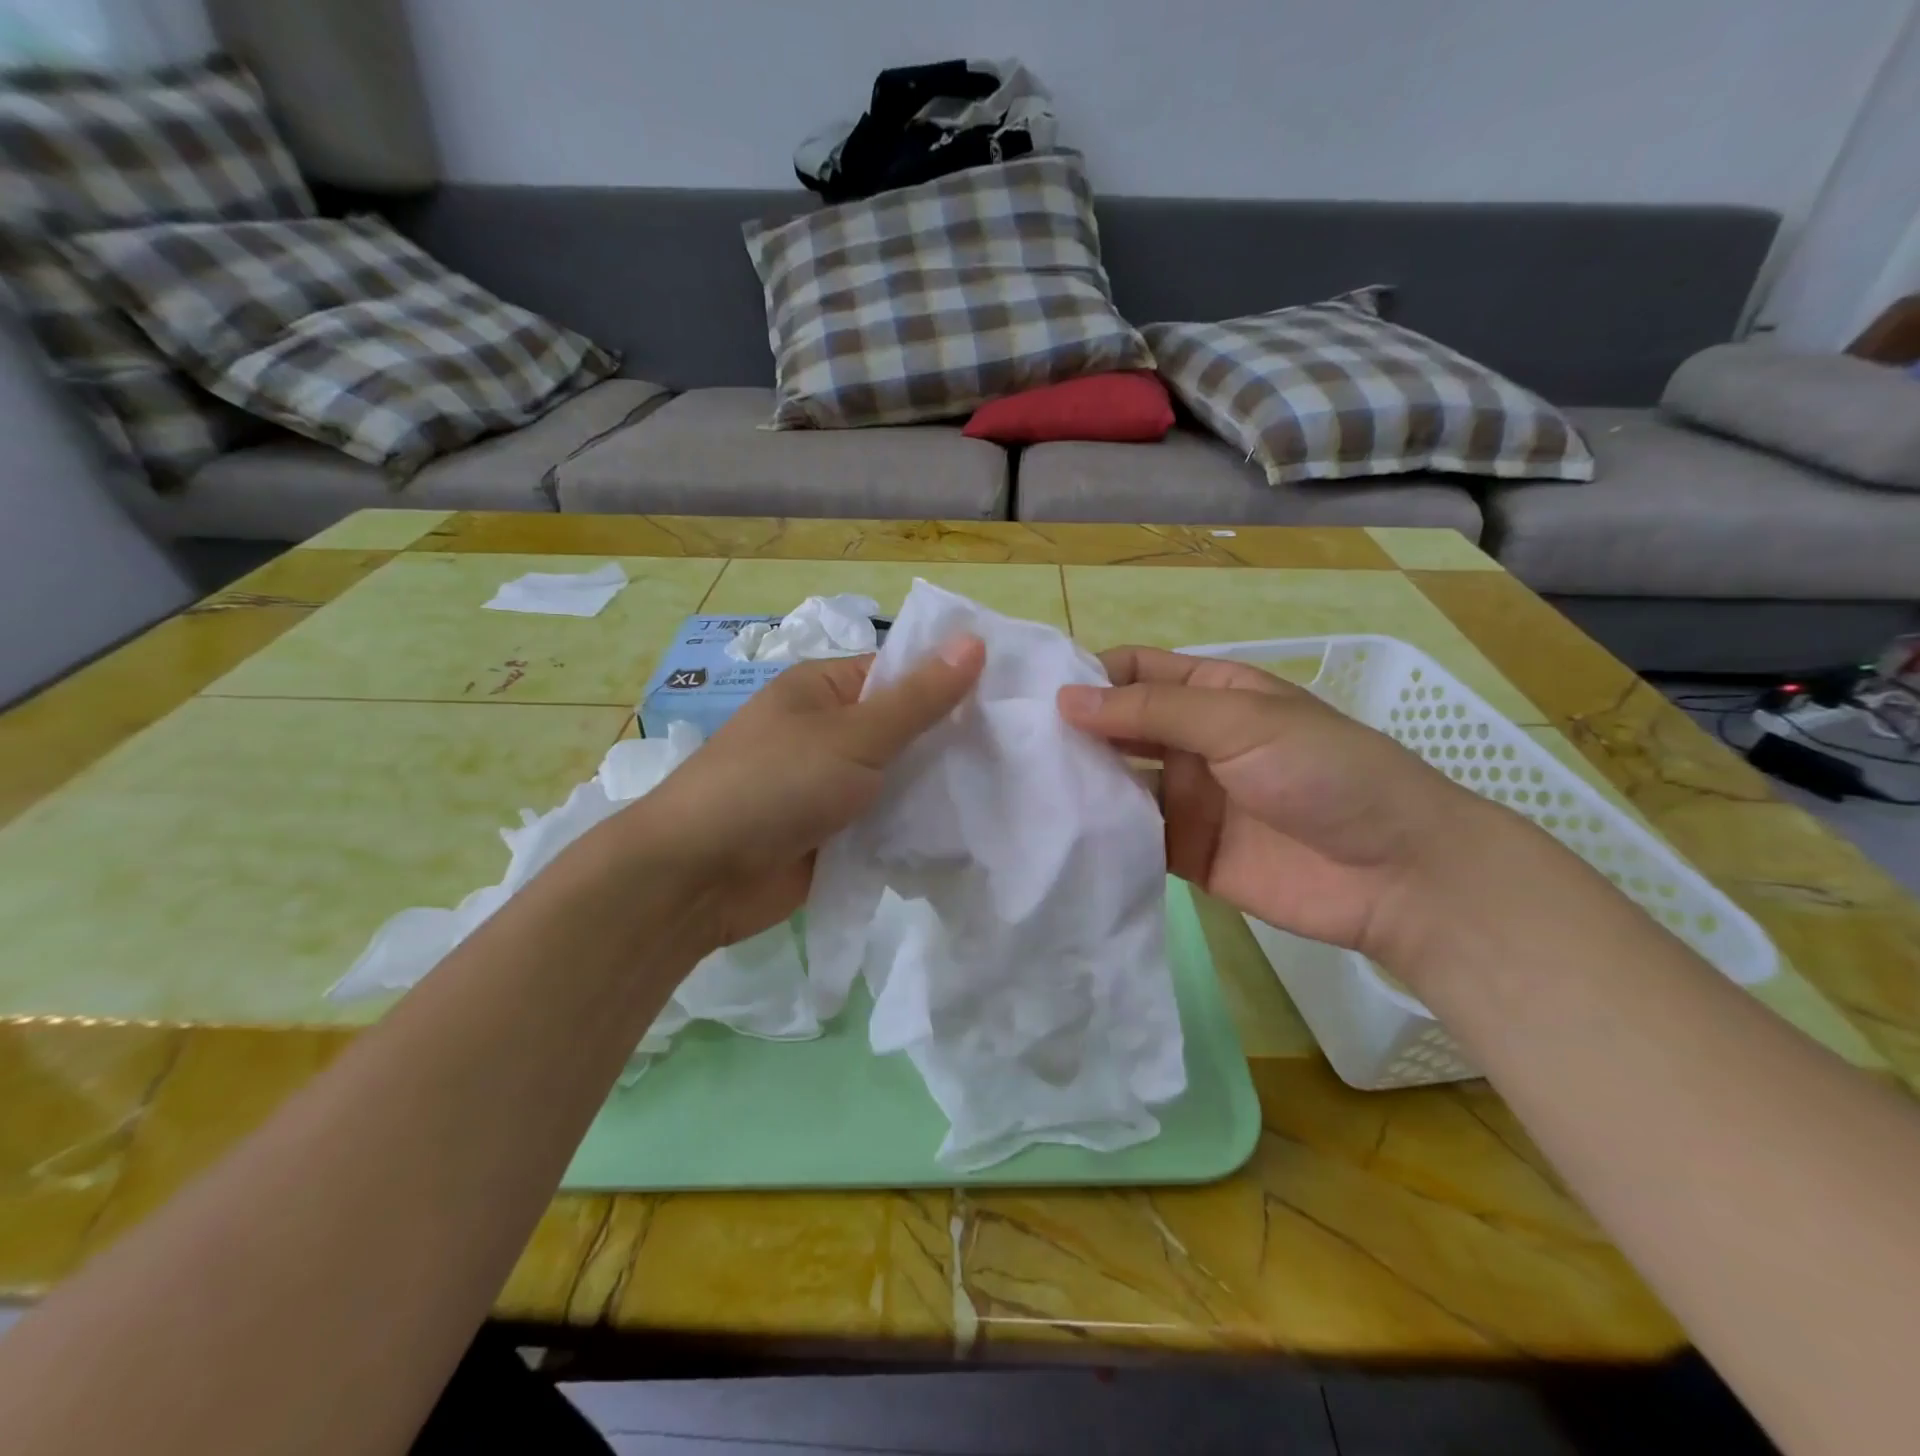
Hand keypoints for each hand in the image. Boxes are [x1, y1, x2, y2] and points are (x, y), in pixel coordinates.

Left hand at [629, 634, 985, 948]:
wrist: (697, 877)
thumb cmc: (773, 785)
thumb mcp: (853, 736)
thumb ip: (918, 699)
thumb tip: (974, 641)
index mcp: (823, 691)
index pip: (899, 675)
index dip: (951, 684)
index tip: (1009, 702)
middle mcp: (828, 733)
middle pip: (904, 731)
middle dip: (951, 744)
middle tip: (1019, 753)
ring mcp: (830, 788)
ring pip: (899, 781)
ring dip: (937, 791)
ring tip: (1007, 793)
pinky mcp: (835, 836)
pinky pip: (886, 824)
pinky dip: (915, 829)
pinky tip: (967, 835)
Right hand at [1057, 646, 1502, 966]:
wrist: (1397, 874)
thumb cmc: (1324, 772)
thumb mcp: (1240, 722)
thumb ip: (1152, 712)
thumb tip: (1064, 699)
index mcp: (1210, 694)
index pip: (1134, 672)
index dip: (1088, 676)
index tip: (1030, 693)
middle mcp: (1192, 742)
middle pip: (1118, 727)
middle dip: (1073, 731)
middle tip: (1009, 743)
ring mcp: (1187, 798)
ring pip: (1118, 781)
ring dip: (1080, 781)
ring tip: (1017, 785)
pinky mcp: (1184, 851)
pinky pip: (1131, 836)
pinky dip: (1100, 832)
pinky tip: (1056, 832)